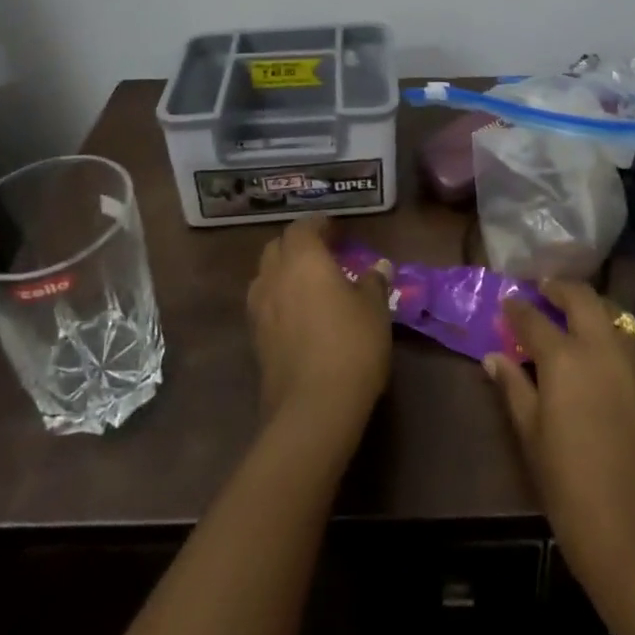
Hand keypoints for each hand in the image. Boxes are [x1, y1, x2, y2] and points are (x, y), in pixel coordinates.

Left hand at [246, 218, 392, 435]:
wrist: (313, 409)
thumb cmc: (351, 345)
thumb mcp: (374, 309)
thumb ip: (373, 283)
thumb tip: (379, 267)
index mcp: (303, 259)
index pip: (302, 227)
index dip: (318, 225)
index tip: (335, 230)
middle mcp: (274, 277)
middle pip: (276, 248)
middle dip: (296, 245)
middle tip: (322, 253)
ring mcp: (259, 310)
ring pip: (265, 276)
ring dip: (282, 272)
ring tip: (307, 282)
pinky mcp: (255, 341)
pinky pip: (264, 305)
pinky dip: (278, 299)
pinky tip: (299, 314)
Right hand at [487, 282, 634, 595]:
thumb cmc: (577, 499)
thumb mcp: (535, 444)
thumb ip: (515, 392)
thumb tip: (494, 357)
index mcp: (566, 359)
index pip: (534, 318)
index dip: (517, 308)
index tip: (507, 303)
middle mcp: (605, 348)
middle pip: (583, 297)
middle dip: (559, 288)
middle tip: (543, 291)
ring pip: (613, 316)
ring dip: (590, 309)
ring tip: (572, 321)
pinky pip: (631, 346)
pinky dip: (612, 338)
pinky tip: (602, 363)